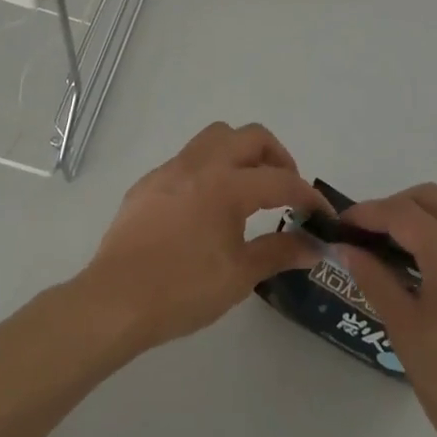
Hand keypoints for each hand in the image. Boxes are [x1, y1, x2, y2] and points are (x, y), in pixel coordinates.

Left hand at [78, 123, 326, 354]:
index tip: (321, 214)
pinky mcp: (149, 181)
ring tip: (249, 187)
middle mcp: (201, 164)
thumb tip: (314, 247)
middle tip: (285, 188)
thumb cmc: (182, 290)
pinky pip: (188, 158)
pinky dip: (210, 168)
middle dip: (276, 156)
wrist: (115, 300)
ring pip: (216, 136)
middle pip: (250, 136)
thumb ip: (278, 253)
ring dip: (241, 152)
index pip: (280, 180)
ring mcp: (171, 168)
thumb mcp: (238, 276)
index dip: (307, 195)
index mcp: (227, 185)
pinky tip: (207, 205)